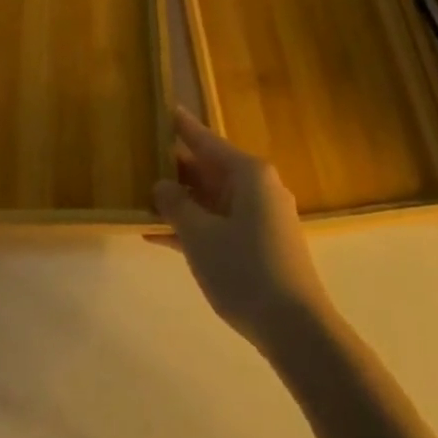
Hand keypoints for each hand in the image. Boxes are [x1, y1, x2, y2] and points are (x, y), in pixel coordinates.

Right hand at [152, 108, 330, 350]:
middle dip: (176, 168)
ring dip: (181, 201)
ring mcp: (261, 218)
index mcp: (248, 173)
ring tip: (141, 197)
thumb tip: (162, 185)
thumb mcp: (200, 236)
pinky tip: (159, 235)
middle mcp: (258, 187)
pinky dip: (193, 227)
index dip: (182, 127)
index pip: (206, 140)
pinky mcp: (260, 245)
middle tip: (141, 158)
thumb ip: (176, 205)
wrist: (296, 329)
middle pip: (210, 169)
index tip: (165, 108)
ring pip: (212, 199)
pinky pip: (219, 224)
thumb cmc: (245, 270)